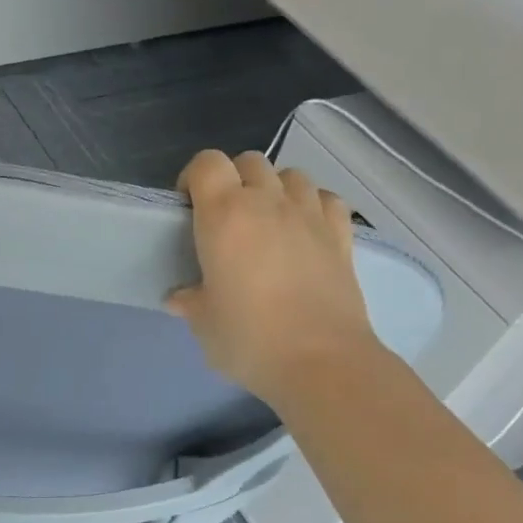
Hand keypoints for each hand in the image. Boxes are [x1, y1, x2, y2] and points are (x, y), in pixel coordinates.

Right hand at [168, 149, 378, 406]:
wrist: (321, 361)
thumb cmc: (249, 340)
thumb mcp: (204, 324)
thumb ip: (190, 302)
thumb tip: (180, 298)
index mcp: (225, 216)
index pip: (207, 163)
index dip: (195, 177)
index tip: (189, 207)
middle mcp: (267, 203)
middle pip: (249, 161)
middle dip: (234, 179)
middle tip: (226, 218)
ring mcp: (310, 215)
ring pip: (291, 175)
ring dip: (275, 189)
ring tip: (268, 221)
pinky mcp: (342, 235)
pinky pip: (326, 199)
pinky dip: (313, 205)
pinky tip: (305, 230)